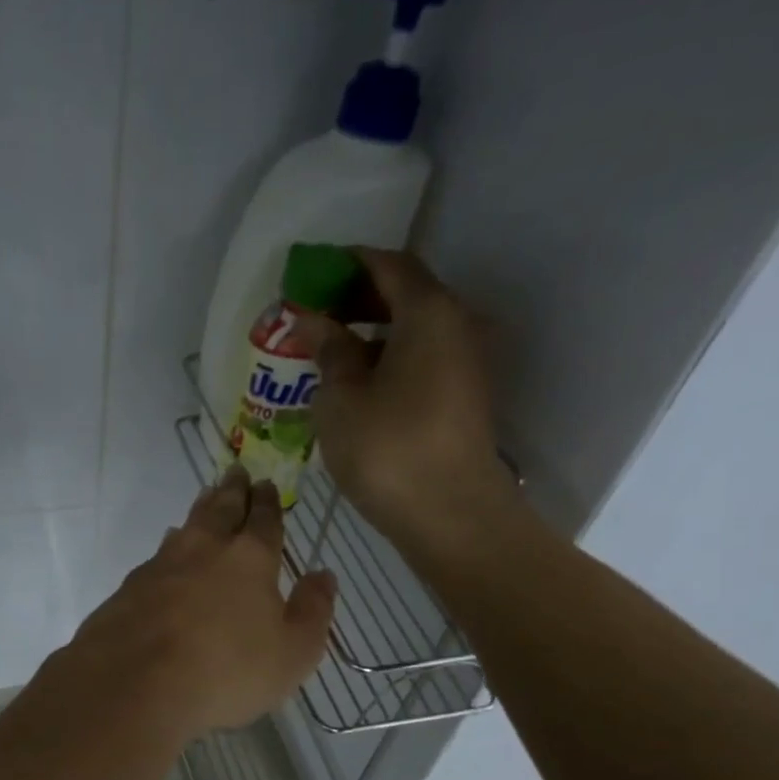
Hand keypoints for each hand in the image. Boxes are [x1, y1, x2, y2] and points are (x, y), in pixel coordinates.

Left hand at [64, 469, 335, 740]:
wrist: (134, 685)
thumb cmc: (226, 672)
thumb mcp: (292, 653)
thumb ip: (313, 611)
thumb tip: (324, 574)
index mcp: (250, 559)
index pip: (264, 520)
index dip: (268, 502)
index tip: (267, 484)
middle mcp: (204, 550)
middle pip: (221, 509)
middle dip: (233, 490)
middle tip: (236, 471)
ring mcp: (161, 565)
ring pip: (187, 526)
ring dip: (200, 509)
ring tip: (206, 496)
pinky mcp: (129, 588)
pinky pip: (158, 555)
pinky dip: (170, 545)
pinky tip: (168, 549)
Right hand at [297, 248, 517, 548]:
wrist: (451, 514)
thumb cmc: (388, 450)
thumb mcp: (342, 399)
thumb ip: (329, 351)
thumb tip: (313, 320)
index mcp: (429, 313)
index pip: (388, 266)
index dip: (348, 265)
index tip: (311, 275)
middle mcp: (458, 325)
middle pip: (407, 295)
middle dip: (358, 299)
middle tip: (314, 316)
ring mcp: (467, 363)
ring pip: (415, 330)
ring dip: (373, 333)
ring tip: (329, 353)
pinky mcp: (465, 396)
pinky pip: (424, 359)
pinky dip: (390, 359)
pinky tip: (358, 384)